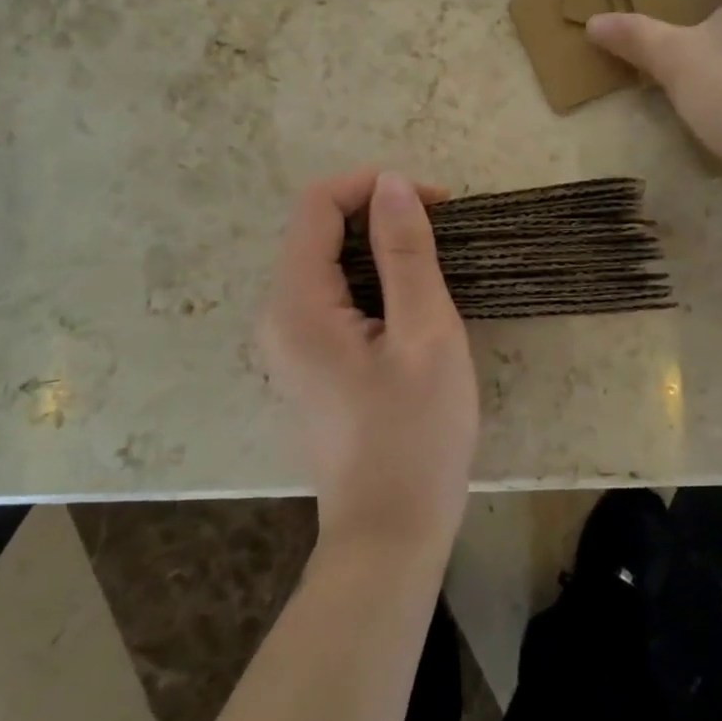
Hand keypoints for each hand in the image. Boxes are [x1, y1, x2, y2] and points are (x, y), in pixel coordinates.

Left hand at [258, 169, 477, 564]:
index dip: (373, 186)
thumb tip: (392, 184)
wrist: (390, 536)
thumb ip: (406, 253)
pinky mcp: (308, 359)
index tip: (434, 201)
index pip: (317, 204)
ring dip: (380, 245)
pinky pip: (334, 293)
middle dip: (379, 214)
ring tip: (435, 263)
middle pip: (318, 229)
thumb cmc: (415, 436)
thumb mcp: (425, 334)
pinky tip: (412, 301)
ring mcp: (289, 340)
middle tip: (442, 231)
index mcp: (296, 304)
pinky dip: (373, 277)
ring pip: (328, 260)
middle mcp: (278, 314)